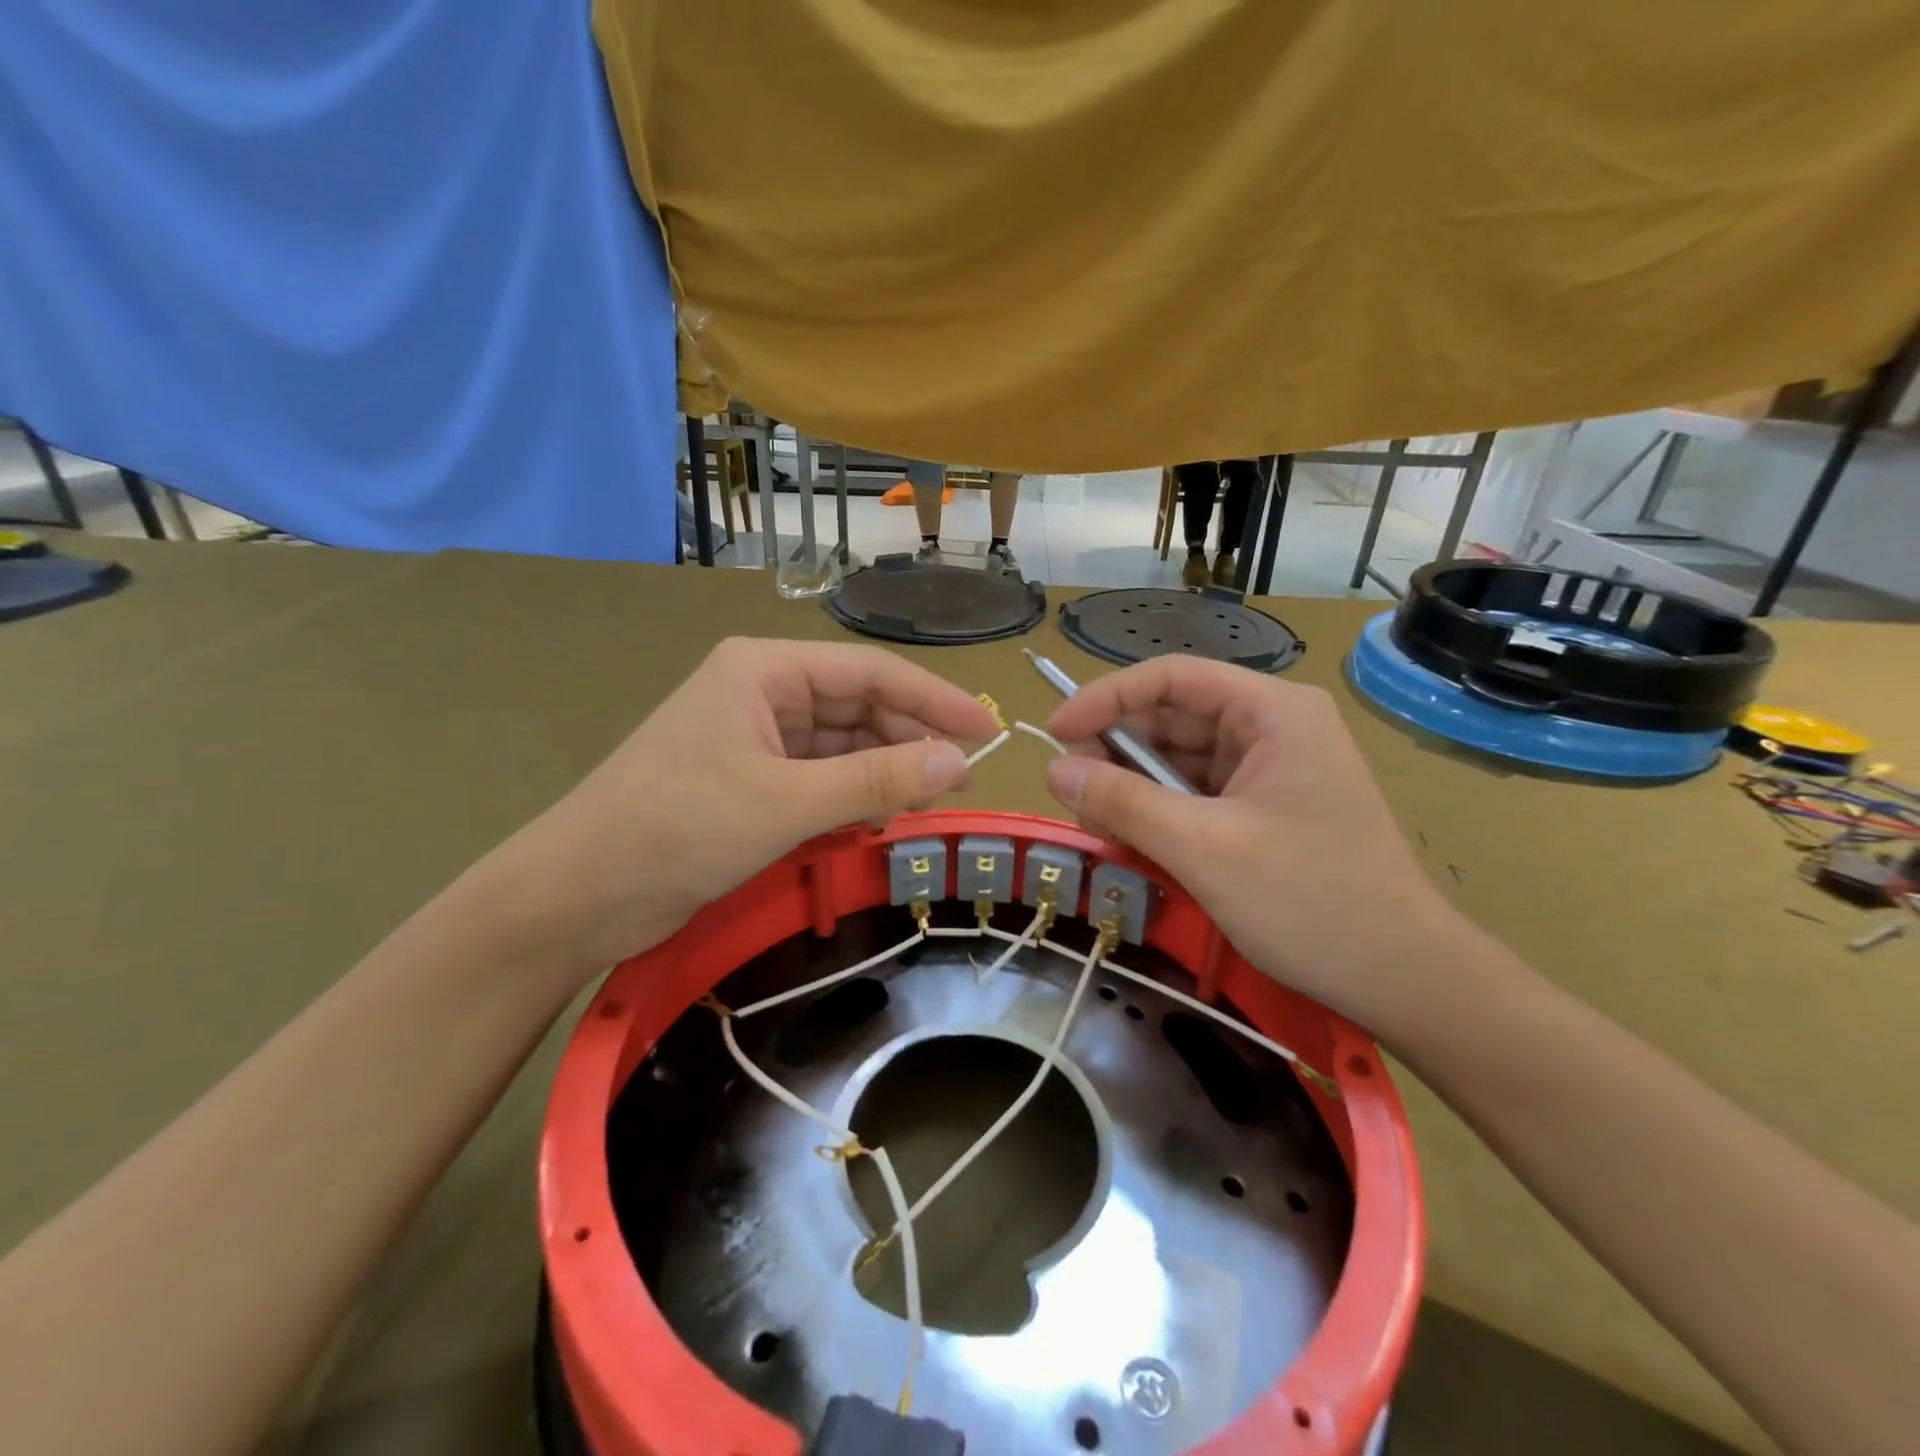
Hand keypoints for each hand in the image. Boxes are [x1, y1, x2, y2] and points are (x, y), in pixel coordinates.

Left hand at [491, 639, 997, 976]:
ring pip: (844, 747)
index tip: (988, 729)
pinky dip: (855, 798)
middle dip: (910, 740)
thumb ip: (876, 782)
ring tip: (932, 803)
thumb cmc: (676, 829)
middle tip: (963, 779)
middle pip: (859, 706)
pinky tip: (884, 820)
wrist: (577, 896)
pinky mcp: (752, 783)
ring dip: (886, 773)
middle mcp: (764, 694)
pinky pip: (822, 780)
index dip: (934, 698)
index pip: (870, 671)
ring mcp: (757, 740)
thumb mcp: (785, 803)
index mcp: (764, 670)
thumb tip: (960, 764)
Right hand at [1042, 655, 1470, 1036]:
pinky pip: (1194, 794)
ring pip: (1177, 759)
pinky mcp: (1263, 808)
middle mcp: (1271, 727)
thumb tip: (1054, 769)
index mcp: (1272, 711)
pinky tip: (1131, 840)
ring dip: (1132, 788)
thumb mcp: (1203, 849)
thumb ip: (1124, 802)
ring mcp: (1270, 769)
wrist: (1403, 979)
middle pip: (1172, 717)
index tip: (1054, 732)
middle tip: (1071, 795)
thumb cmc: (1310, 902)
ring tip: (1098, 826)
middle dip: (1116, 752)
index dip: (1106, 697)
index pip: (1172, 677)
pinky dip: (1158, 812)